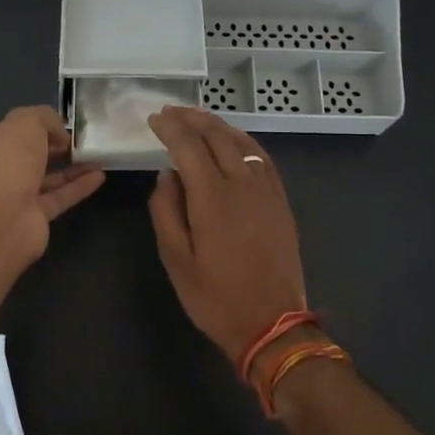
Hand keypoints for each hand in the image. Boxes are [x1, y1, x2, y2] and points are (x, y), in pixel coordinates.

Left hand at [0, 105, 104, 274]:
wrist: (1, 221)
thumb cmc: (7, 163)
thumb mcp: (26, 123)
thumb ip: (44, 118)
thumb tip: (59, 134)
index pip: (10, 129)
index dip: (35, 124)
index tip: (61, 124)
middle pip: (30, 154)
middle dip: (54, 146)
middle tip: (80, 140)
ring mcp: (16, 195)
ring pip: (47, 176)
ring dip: (71, 166)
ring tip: (96, 156)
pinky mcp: (35, 216)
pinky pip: (60, 197)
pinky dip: (79, 186)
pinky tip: (99, 175)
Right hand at [146, 107, 309, 371]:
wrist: (272, 323)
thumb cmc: (215, 296)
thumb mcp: (176, 259)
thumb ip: (166, 211)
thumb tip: (167, 175)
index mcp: (211, 198)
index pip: (187, 146)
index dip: (169, 128)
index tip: (153, 119)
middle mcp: (242, 184)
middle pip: (217, 136)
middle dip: (192, 118)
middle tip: (171, 112)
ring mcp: (266, 191)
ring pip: (242, 142)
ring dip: (218, 125)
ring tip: (198, 119)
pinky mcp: (281, 201)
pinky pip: (263, 158)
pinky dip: (244, 141)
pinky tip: (235, 141)